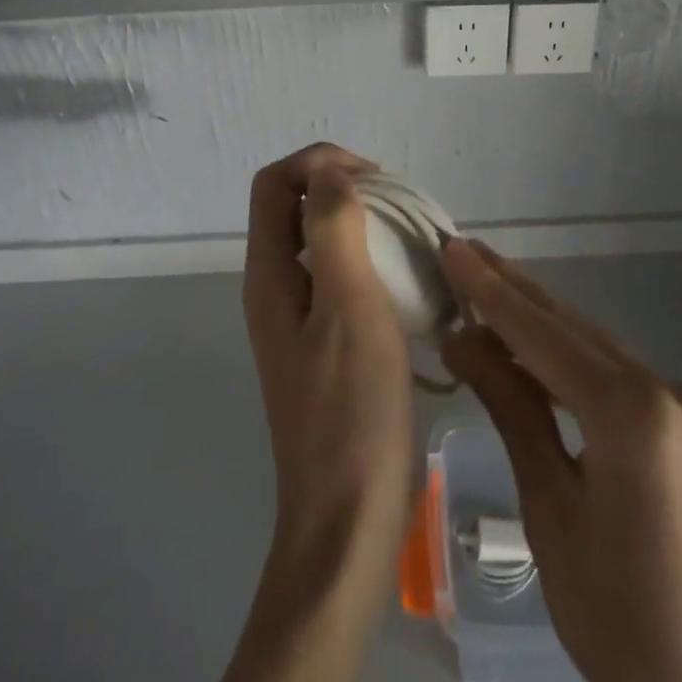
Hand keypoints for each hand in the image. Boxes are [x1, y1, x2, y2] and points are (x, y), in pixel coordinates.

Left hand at [208, 144, 415, 681]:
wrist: (348, 519)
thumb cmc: (351, 410)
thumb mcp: (347, 306)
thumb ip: (333, 229)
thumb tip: (331, 172)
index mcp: (269, 275)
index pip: (274, 183)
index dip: (319, 162)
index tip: (376, 178)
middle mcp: (274, 290)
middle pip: (294, 208)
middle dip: (344, 188)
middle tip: (400, 206)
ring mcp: (298, 321)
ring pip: (321, 243)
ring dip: (362, 225)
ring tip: (412, 238)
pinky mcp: (324, 347)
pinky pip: (341, 279)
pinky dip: (371, 262)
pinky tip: (410, 283)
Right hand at [441, 239, 681, 681]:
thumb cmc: (613, 620)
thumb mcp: (548, 508)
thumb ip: (512, 408)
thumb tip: (461, 338)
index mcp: (635, 415)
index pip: (546, 336)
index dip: (493, 293)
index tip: (455, 250)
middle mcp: (670, 391)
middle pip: (575, 330)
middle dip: (515, 292)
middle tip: (465, 252)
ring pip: (597, 348)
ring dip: (541, 322)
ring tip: (487, 286)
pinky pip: (619, 374)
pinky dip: (572, 358)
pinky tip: (536, 344)